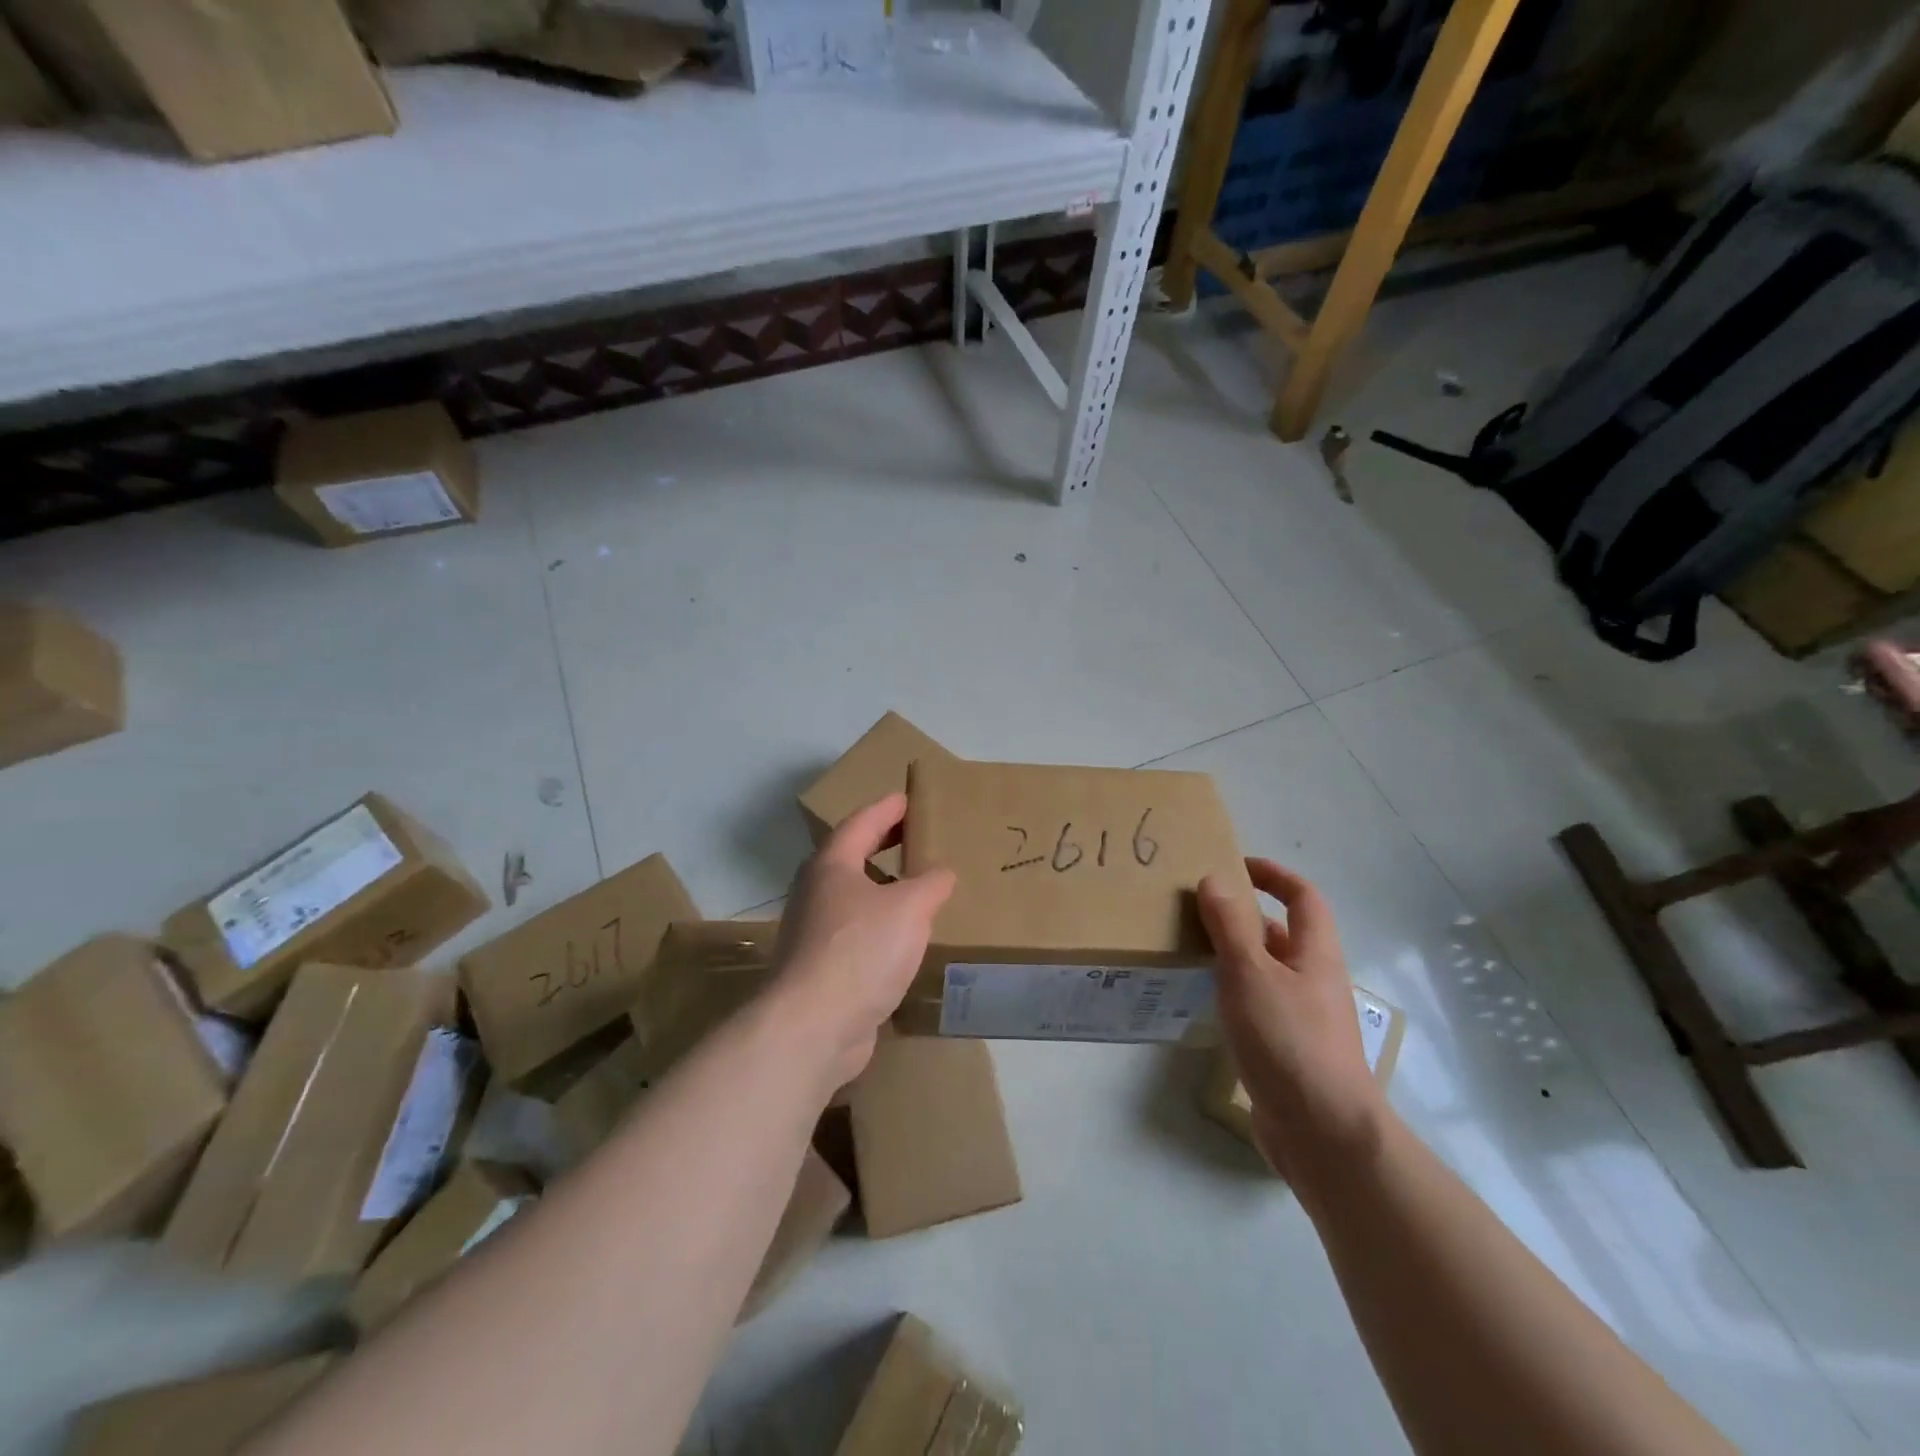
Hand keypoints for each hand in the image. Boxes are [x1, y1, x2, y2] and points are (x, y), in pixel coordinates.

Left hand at [770, 793, 955, 1090]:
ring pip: (852, 896)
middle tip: (914, 834)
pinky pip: (856, 932)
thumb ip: (931, 884)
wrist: (814, 1026)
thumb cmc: (861, 950)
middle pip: (851, 857)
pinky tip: (903, 937)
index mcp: (831, 866)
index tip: (907, 798)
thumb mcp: (909, 908)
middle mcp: (816, 893)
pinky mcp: (821, 968)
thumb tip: (942, 873)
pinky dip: (880, 924)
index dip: (886, 809)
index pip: (861, 823)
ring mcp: (814, 932)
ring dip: (881, 886)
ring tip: (915, 885)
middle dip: (882, 843)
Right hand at [1197, 858, 1386, 1183]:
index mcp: (1316, 954)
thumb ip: (1230, 925)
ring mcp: (1303, 1017)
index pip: (1303, 897)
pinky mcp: (1288, 1049)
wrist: (1323, 1133)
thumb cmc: (1289, 1040)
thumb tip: (1214, 879)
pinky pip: (1258, 1004)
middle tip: (1196, 908)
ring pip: (1267, 971)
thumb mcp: (1251, 973)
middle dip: (1243, 915)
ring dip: (1234, 955)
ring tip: (1189, 949)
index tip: (1235, 864)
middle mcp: (1314, 980)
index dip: (1274, 874)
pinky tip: (1204, 1001)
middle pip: (1282, 933)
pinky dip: (1232, 992)